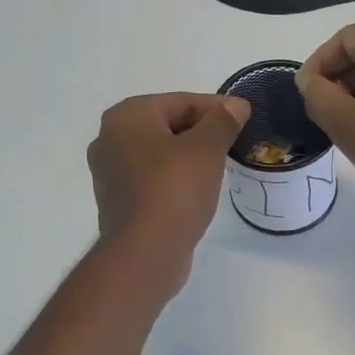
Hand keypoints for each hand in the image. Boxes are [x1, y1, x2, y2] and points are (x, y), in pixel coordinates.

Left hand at [88, 92, 249, 281]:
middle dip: (201, 132)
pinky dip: (175, 181)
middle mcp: (110, 140)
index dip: (216, 108)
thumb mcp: (206, 149)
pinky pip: (154, 181)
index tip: (244, 118)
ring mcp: (111, 174)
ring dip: (189, 158)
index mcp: (126, 117)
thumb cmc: (174, 191)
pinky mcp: (120, 203)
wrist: (145, 253)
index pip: (179, 101)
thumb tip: (236, 105)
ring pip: (160, 155)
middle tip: (234, 143)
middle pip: (167, 126)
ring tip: (220, 168)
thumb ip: (222, 122)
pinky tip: (197, 192)